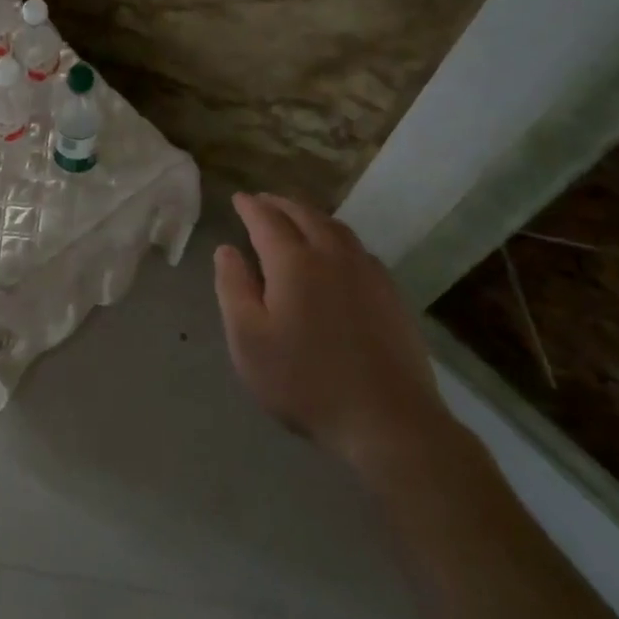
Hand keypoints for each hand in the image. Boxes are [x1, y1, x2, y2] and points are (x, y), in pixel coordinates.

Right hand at [213, 191, 453, 471]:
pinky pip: (358, 248)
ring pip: (336, 228)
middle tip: (262, 201)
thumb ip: (233, 288)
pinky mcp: (391, 294)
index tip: (238, 199)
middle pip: (304, 215)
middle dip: (280, 204)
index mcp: (294, 262)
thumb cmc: (305, 381)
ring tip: (296, 218)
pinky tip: (335, 253)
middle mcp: (332, 255)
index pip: (267, 220)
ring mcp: (368, 273)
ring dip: (310, 215)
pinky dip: (336, 237)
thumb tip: (227, 250)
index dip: (250, 207)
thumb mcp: (248, 339)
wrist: (388, 420)